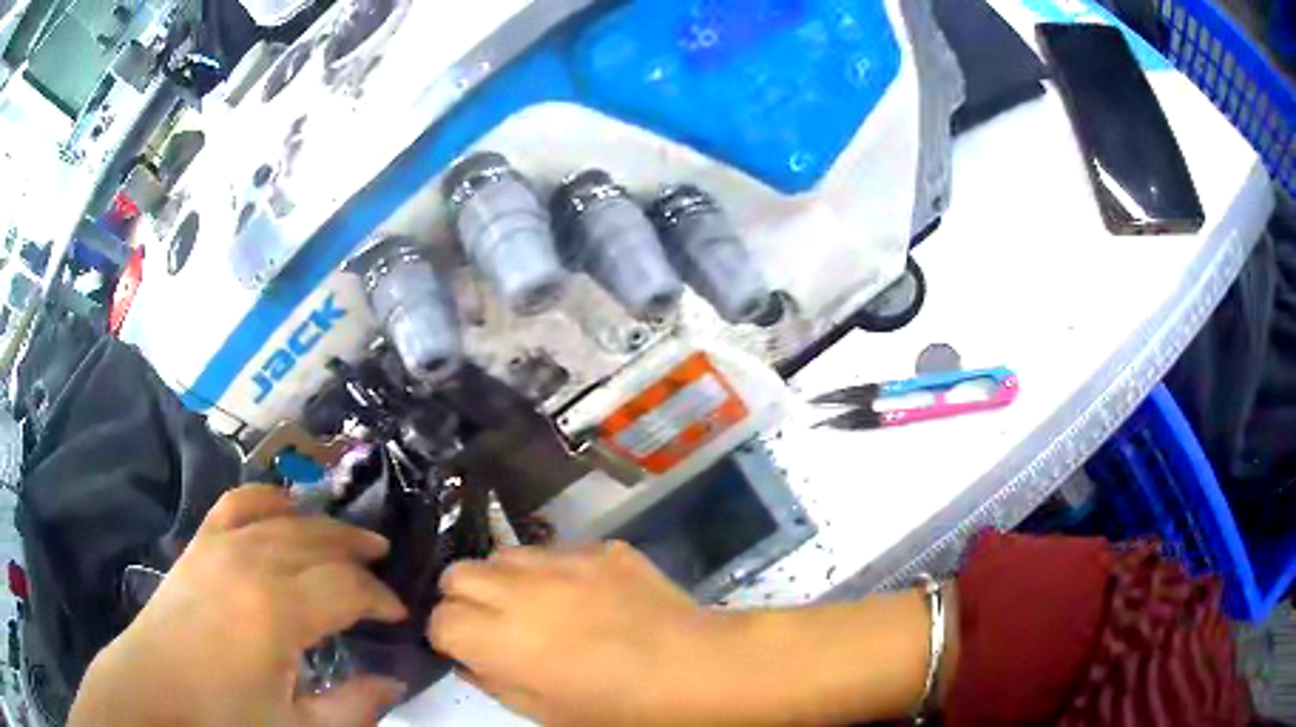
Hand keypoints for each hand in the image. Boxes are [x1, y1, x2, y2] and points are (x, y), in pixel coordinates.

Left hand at [70, 486, 408, 726]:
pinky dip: (268, 499)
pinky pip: (238, 503)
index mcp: (278, 610)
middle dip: (359, 554)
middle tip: (383, 569)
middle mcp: (252, 562)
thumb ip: (354, 706)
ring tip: (349, 539)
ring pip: (286, 518)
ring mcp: (221, 544)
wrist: (156, 689)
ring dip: (323, 526)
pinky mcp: (201, 542)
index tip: (398, 616)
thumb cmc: (226, 716)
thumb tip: (394, 681)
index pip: (347, 587)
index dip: (380, 598)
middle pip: (320, 542)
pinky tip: (286, 506)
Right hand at [431, 543, 957, 726]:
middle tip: (494, 623)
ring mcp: (563, 561)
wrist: (697, 668)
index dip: (449, 636)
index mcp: (500, 638)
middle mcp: (521, 590)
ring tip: (537, 604)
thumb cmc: (621, 710)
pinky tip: (586, 595)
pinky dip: (554, 570)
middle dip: (465, 598)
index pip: (440, 619)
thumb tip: (471, 658)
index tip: (466, 648)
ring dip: (506, 579)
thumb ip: (494, 681)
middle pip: (458, 573)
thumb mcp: (546, 713)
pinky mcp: (601, 547)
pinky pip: (557, 550)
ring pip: (504, 553)